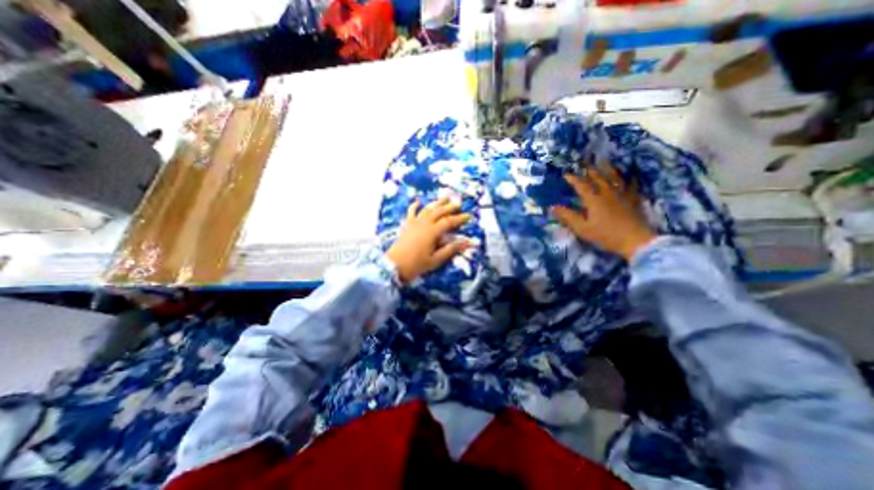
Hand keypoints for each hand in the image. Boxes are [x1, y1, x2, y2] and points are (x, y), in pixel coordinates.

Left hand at [387, 198, 471, 283]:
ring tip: (445, 198)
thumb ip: (450, 249)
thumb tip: (466, 243)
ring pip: (427, 209)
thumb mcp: (436, 259)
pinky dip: (415, 205)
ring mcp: (414, 222)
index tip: (469, 216)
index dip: (460, 218)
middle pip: (439, 212)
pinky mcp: (407, 225)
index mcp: (432, 231)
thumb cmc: (416, 264)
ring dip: (437, 203)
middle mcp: (424, 223)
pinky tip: (418, 201)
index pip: (449, 221)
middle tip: (459, 204)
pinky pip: (411, 212)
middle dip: (450, 207)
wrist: (394, 265)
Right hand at [552, 163, 654, 260]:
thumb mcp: (582, 228)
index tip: (566, 174)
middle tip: (584, 163)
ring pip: (615, 178)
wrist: (635, 241)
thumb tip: (553, 207)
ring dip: (608, 169)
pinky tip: (630, 177)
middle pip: (598, 178)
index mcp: (594, 200)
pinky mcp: (633, 201)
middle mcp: (608, 194)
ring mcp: (622, 196)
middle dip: (590, 170)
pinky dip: (629, 180)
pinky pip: (631, 187)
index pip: (581, 186)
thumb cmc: (605, 235)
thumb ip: (568, 216)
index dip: (573, 179)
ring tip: (604, 162)